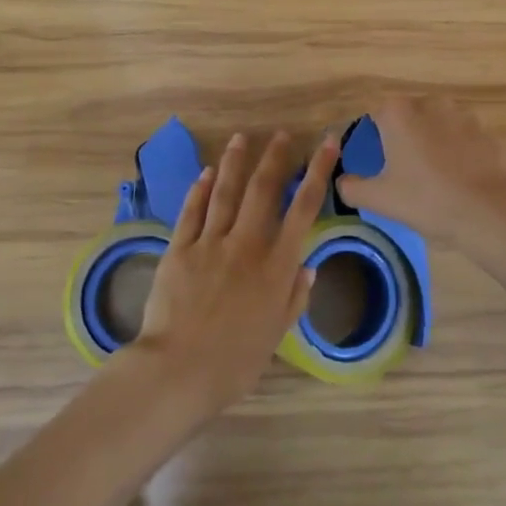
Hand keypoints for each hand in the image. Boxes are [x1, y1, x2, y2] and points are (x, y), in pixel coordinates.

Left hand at [127, 131, 338, 417]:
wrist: (178, 370)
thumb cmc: (234, 362)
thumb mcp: (275, 334)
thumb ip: (293, 298)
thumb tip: (307, 267)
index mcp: (276, 266)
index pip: (303, 208)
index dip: (318, 172)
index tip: (327, 144)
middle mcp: (246, 245)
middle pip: (263, 189)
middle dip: (275, 157)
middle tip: (282, 134)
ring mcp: (210, 243)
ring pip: (225, 192)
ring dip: (235, 162)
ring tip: (242, 138)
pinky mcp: (179, 248)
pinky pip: (192, 211)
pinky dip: (200, 189)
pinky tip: (206, 172)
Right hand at [336, 96, 505, 246]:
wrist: (490, 211)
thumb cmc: (427, 199)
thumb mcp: (379, 199)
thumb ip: (352, 187)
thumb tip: (342, 181)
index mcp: (399, 112)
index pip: (376, 115)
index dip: (375, 138)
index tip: (379, 163)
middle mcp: (431, 103)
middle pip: (409, 117)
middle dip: (406, 138)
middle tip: (405, 172)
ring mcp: (464, 115)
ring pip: (439, 126)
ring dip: (435, 144)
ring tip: (436, 178)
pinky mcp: (489, 131)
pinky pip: (465, 139)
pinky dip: (460, 153)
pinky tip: (461, 180)